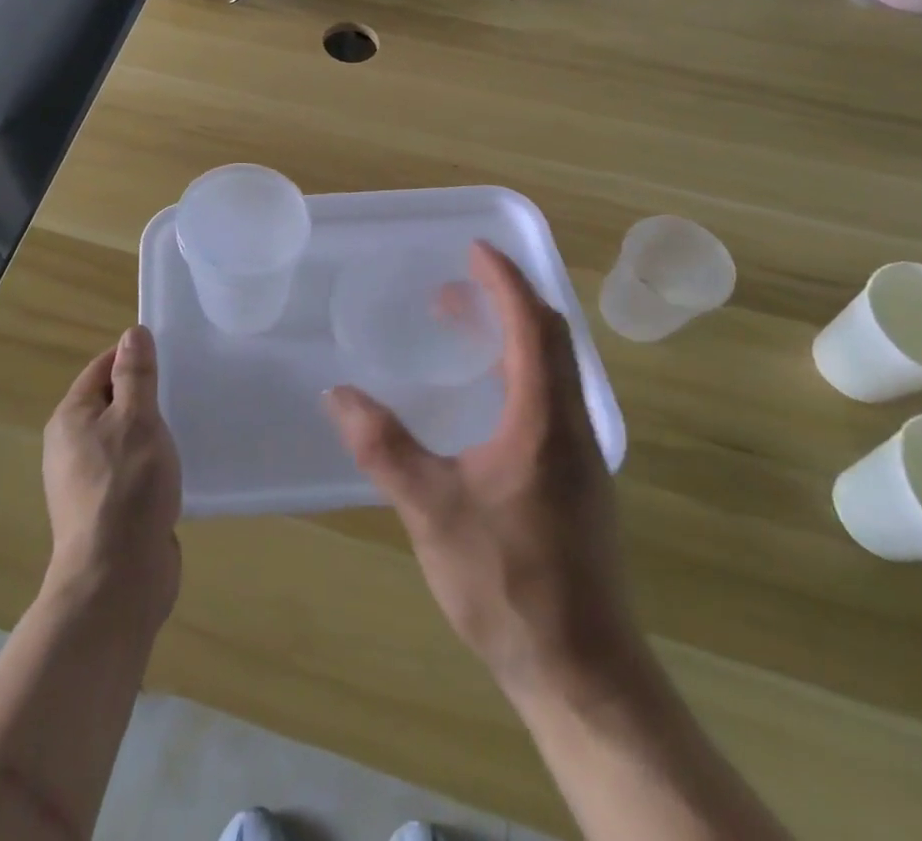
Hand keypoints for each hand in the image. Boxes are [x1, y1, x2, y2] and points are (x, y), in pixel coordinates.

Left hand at [41, 326, 182, 630]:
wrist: (118, 580)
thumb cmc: (127, 487)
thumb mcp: (137, 419)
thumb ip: (136, 375)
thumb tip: (132, 334)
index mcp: (71, 418)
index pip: (102, 369)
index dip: (133, 358)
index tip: (171, 356)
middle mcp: (72, 446)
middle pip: (113, 403)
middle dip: (147, 395)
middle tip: (186, 387)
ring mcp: (88, 481)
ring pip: (125, 438)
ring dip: (153, 431)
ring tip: (189, 423)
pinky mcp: (109, 510)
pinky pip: (133, 470)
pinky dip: (154, 462)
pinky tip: (180, 465)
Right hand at [324, 242, 640, 703]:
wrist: (583, 672)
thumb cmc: (509, 582)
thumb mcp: (433, 510)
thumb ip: (385, 448)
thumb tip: (338, 393)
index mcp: (545, 420)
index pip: (533, 326)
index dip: (505, 281)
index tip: (475, 249)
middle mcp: (572, 426)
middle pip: (553, 338)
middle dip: (510, 299)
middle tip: (462, 282)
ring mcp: (581, 456)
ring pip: (555, 368)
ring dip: (516, 333)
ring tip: (466, 324)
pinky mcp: (576, 482)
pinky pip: (551, 397)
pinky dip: (520, 369)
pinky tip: (484, 395)